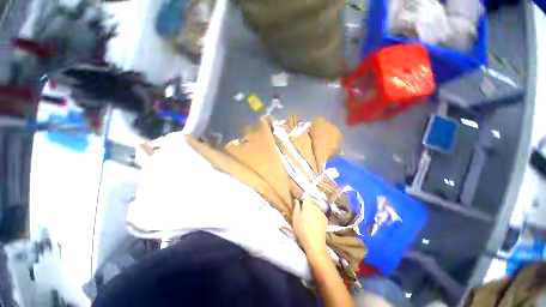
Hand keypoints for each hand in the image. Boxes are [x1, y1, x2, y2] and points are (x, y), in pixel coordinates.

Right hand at [292, 197, 327, 254]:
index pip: (307, 195)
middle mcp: (316, 206)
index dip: (303, 196)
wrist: (315, 243)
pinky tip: (314, 223)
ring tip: (308, 219)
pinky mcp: (325, 219)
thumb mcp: (295, 218)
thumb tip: (297, 199)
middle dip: (307, 205)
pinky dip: (317, 216)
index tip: (300, 200)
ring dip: (312, 210)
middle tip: (302, 212)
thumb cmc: (302, 229)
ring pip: (315, 208)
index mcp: (308, 205)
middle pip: (311, 202)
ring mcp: (322, 213)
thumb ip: (296, 206)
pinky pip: (319, 214)